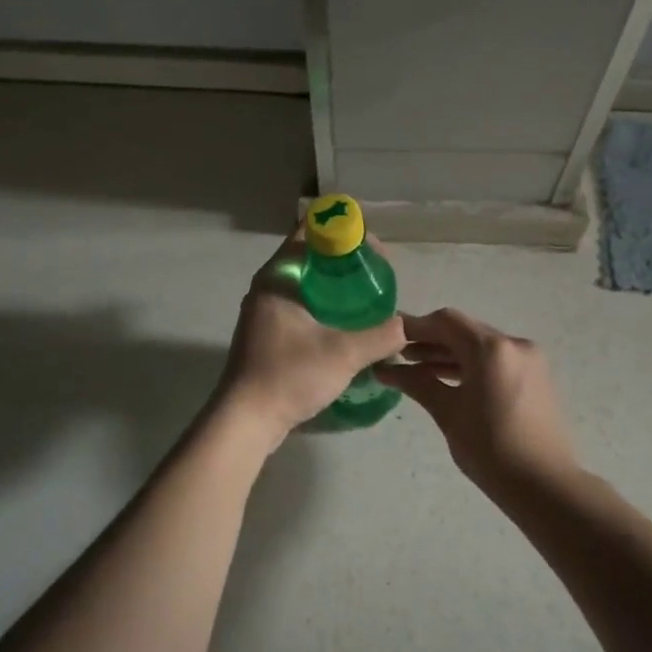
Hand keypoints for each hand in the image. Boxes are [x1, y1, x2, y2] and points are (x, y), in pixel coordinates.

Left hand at [215, 230, 404, 449]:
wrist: (247, 420)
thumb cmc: (289, 376)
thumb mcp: (344, 354)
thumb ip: (380, 336)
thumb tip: (404, 326)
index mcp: (279, 276)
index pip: (310, 231)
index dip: (344, 231)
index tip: (373, 250)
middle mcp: (268, 285)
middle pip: (311, 256)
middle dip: (345, 260)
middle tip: (378, 275)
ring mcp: (264, 310)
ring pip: (306, 283)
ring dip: (335, 285)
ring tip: (368, 298)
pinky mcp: (267, 333)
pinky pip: (301, 305)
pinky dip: (324, 306)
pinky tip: (347, 324)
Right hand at [378, 308, 579, 492]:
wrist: (545, 486)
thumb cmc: (490, 449)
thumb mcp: (448, 413)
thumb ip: (417, 383)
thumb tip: (386, 370)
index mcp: (491, 349)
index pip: (446, 322)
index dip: (415, 327)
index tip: (389, 338)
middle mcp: (514, 344)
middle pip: (464, 331)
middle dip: (430, 340)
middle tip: (397, 355)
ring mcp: (529, 360)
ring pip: (480, 346)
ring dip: (449, 354)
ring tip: (415, 368)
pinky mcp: (535, 377)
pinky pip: (496, 361)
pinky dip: (470, 365)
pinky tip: (446, 379)